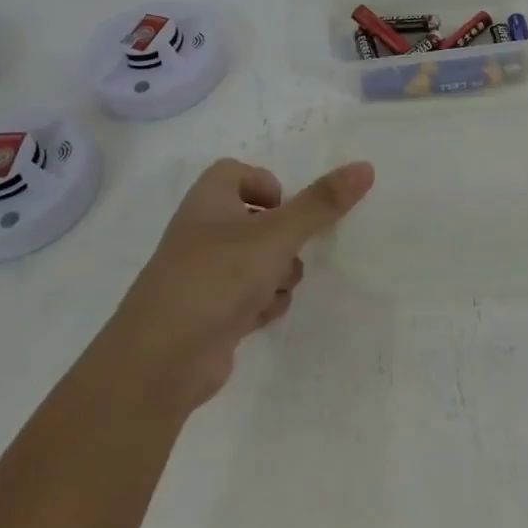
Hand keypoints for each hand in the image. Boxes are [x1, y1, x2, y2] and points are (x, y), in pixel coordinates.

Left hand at [101, 158, 374, 416]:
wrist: (162, 359)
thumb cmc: (217, 277)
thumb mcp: (277, 234)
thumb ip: (322, 203)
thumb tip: (366, 167)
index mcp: (209, 200)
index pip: (237, 173)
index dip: (266, 186)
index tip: (287, 208)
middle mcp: (203, 231)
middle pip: (256, 219)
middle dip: (282, 239)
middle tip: (287, 252)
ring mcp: (204, 274)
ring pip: (258, 260)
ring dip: (277, 274)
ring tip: (273, 289)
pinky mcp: (209, 312)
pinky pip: (248, 295)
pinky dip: (261, 304)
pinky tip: (260, 318)